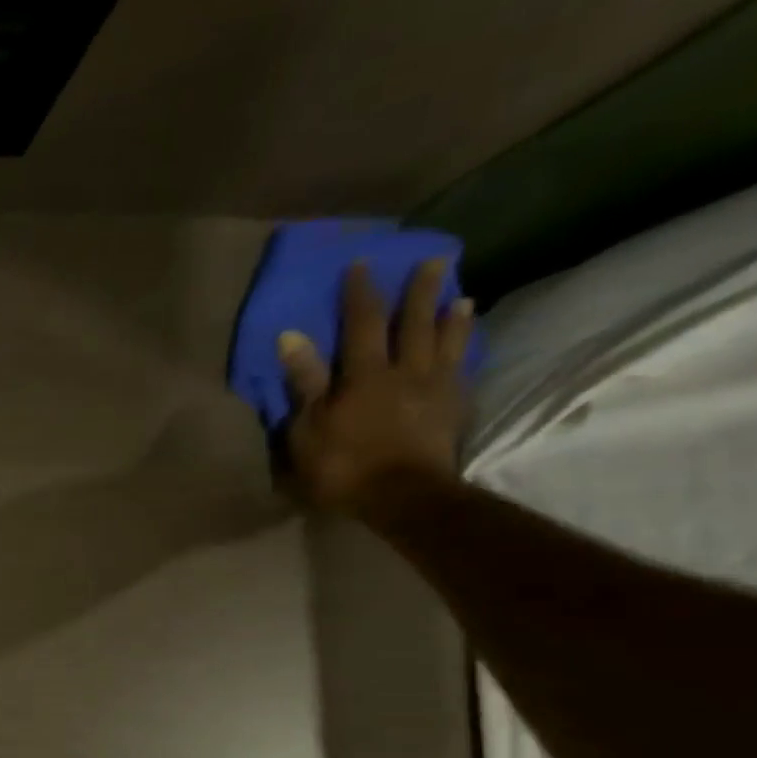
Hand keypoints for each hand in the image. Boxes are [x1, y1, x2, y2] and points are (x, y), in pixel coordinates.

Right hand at [276, 259, 474, 519]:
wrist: (402, 497)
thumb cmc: (342, 465)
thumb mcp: (307, 428)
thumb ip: (304, 382)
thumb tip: (292, 335)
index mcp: (365, 375)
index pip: (361, 324)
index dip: (359, 294)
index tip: (360, 265)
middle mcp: (405, 371)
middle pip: (413, 324)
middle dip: (418, 292)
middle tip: (433, 260)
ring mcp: (434, 389)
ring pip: (444, 344)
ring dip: (450, 318)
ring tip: (458, 298)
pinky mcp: (452, 411)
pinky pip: (460, 371)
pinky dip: (463, 353)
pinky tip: (464, 346)